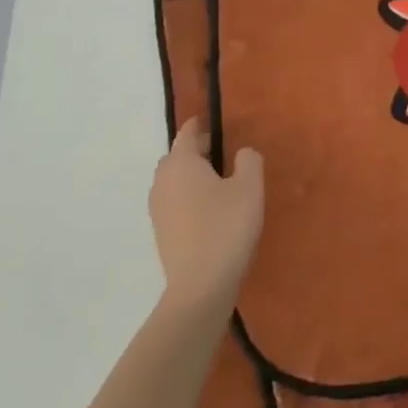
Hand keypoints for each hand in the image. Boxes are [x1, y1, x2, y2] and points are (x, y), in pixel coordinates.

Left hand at [149, 119, 263, 312]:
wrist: (201, 286)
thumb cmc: (226, 227)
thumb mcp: (250, 188)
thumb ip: (248, 160)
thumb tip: (241, 153)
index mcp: (181, 163)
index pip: (187, 132)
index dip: (200, 124)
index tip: (213, 121)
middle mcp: (163, 180)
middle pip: (177, 156)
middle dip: (195, 150)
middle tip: (221, 153)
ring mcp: (158, 208)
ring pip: (173, 180)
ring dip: (190, 175)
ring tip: (217, 183)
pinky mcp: (160, 231)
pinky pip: (173, 201)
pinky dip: (187, 196)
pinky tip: (208, 210)